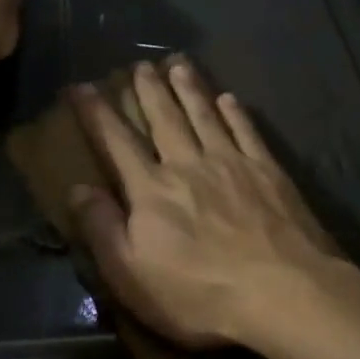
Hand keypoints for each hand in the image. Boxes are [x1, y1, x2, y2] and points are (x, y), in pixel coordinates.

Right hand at [67, 59, 343, 351]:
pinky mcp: (267, 170)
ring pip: (204, 114)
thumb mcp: (133, 276)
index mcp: (152, 190)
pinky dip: (235, 112)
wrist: (283, 291)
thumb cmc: (201, 294)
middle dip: (149, 89)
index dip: (96, 113)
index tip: (82, 85)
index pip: (116, 142)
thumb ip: (103, 229)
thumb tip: (77, 188)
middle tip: (140, 64)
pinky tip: (229, 98)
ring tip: (178, 64)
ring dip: (189, 88)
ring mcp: (231, 162)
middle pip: (164, 118)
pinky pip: (246, 130)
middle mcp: (188, 164)